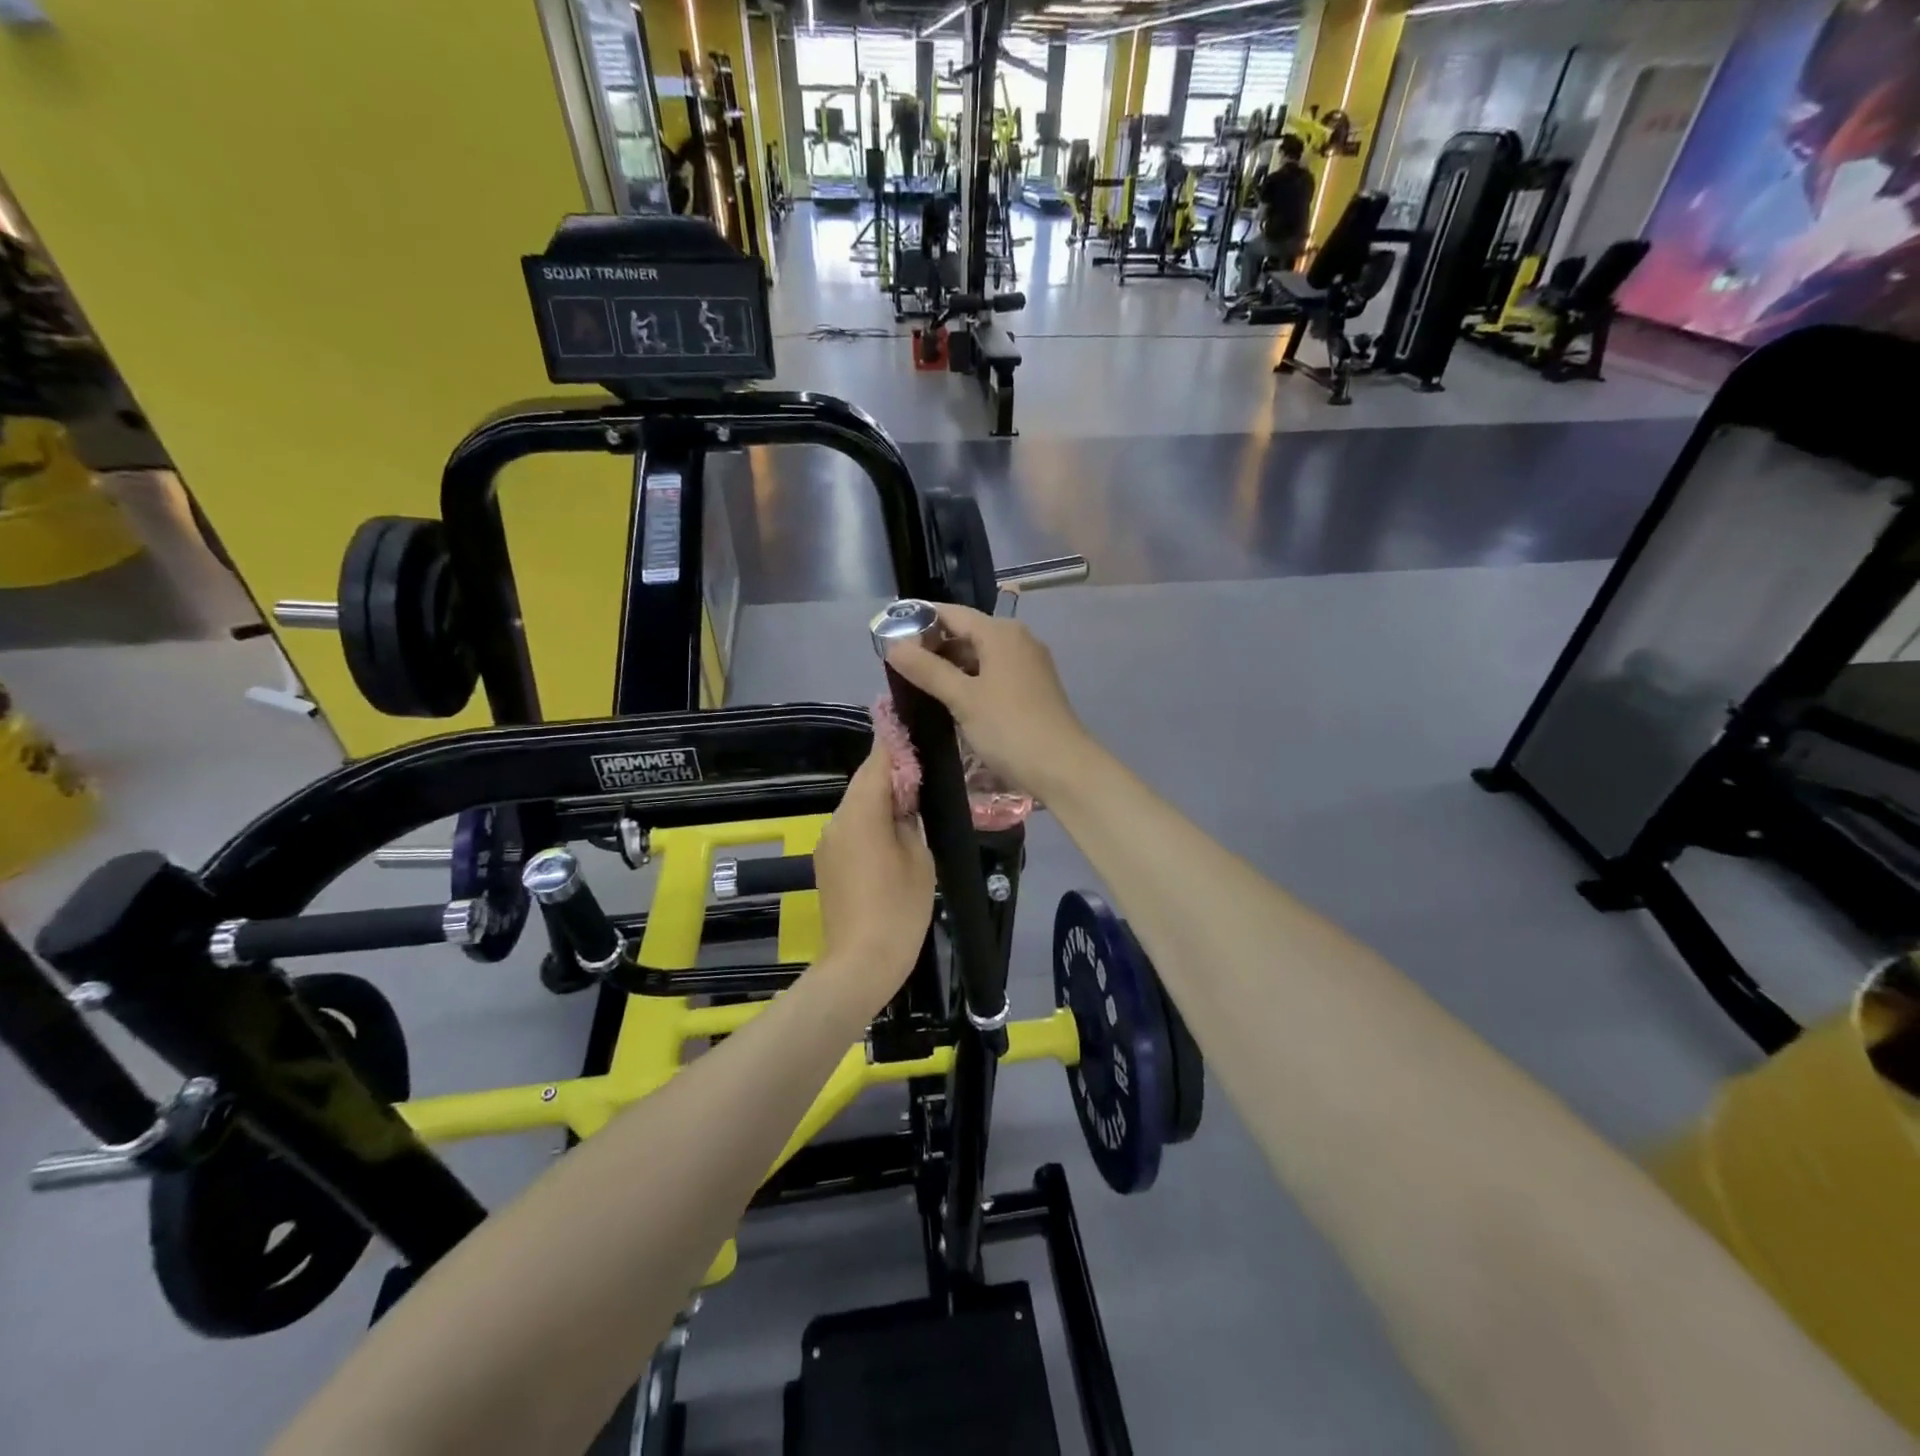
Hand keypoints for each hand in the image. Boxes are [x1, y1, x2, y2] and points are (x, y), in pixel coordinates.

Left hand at [811, 737, 935, 1010]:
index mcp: (861, 812)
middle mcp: (836, 820)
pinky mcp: (826, 863)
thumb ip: (911, 819)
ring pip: (857, 807)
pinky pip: (851, 830)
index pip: (877, 761)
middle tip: (925, 776)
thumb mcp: (920, 858)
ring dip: (882, 802)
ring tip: (914, 809)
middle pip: (865, 782)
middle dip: (892, 775)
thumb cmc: (899, 909)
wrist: (860, 964)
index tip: (913, 729)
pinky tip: (893, 840)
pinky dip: (871, 825)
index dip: (895, 742)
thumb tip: (905, 802)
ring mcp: (828, 842)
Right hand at [882, 603, 1092, 798]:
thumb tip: (892, 645)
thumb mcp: (963, 698)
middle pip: (967, 632)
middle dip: (933, 645)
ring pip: (980, 654)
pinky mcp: (1032, 687)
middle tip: (899, 664)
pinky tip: (951, 698)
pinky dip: (970, 679)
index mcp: (1001, 632)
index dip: (919, 619)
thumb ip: (927, 670)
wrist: (1063, 768)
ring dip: (951, 665)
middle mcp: (1017, 639)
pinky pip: (993, 672)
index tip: (888, 632)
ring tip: (918, 683)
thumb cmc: (1009, 728)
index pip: (952, 613)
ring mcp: (1028, 664)